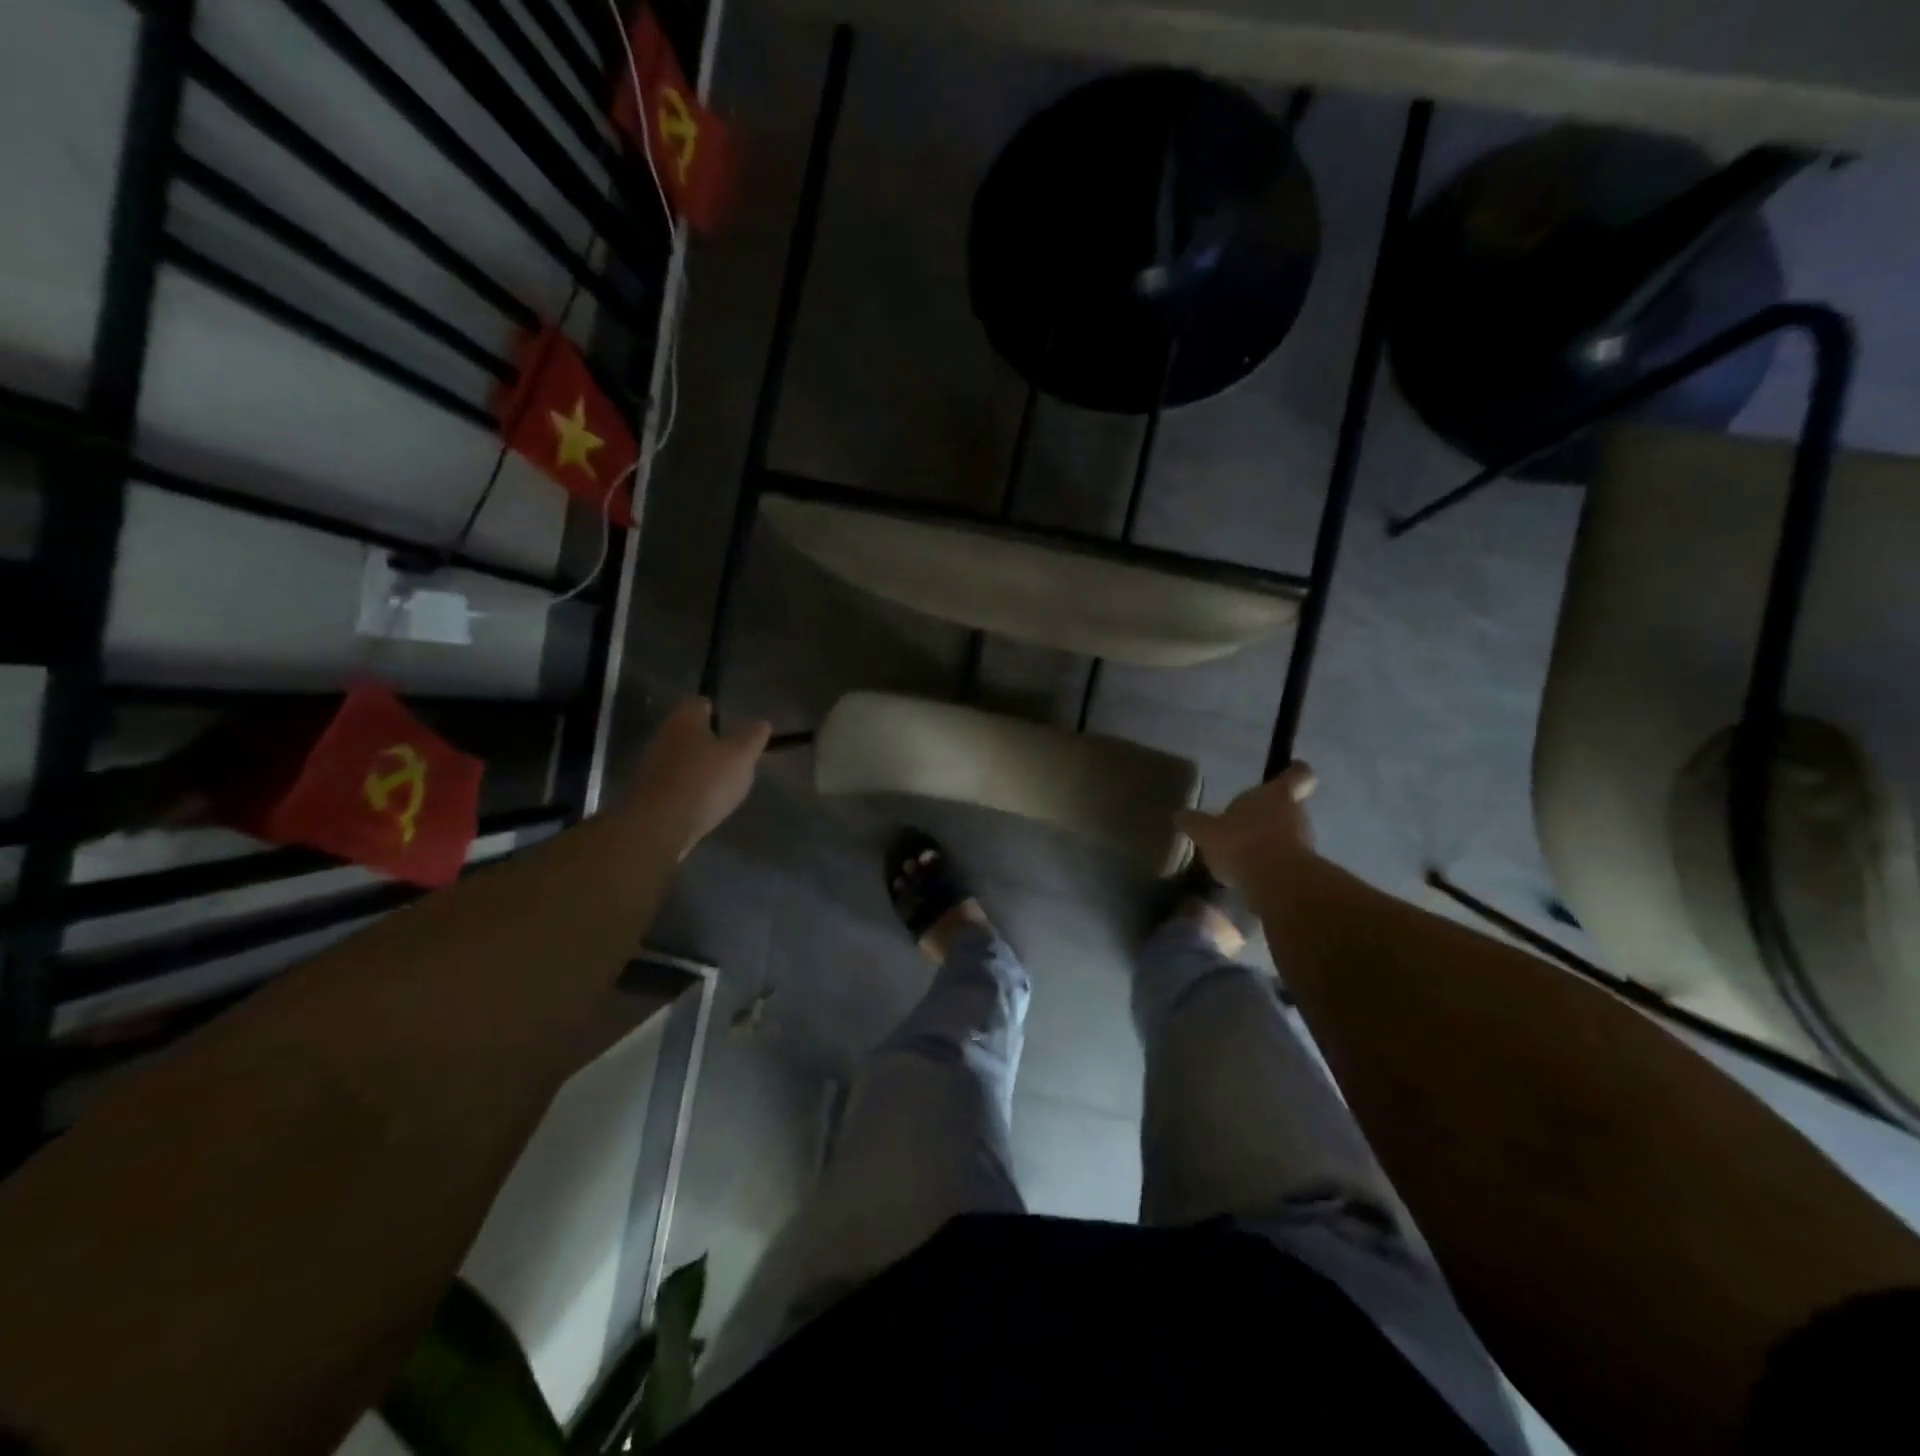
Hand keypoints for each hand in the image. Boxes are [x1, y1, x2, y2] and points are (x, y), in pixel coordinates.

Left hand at [620, 697, 770, 857]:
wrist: (659, 826)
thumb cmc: (704, 781)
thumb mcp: (741, 757)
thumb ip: (752, 738)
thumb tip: (762, 723)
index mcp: (684, 720)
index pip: (698, 701)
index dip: (714, 708)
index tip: (730, 722)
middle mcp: (662, 736)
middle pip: (687, 730)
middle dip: (706, 740)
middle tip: (730, 753)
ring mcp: (651, 765)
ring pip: (679, 757)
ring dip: (697, 766)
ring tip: (721, 781)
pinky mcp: (648, 792)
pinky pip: (673, 783)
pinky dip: (688, 788)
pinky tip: (704, 802)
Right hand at [1175, 762, 1317, 887]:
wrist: (1277, 885)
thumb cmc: (1242, 842)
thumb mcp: (1207, 832)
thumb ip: (1195, 823)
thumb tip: (1179, 815)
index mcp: (1276, 794)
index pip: (1299, 775)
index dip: (1294, 773)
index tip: (1286, 775)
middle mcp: (1296, 814)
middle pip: (1289, 807)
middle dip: (1269, 815)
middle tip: (1245, 824)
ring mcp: (1304, 843)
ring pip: (1288, 835)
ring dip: (1268, 841)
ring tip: (1242, 854)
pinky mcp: (1303, 870)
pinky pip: (1284, 861)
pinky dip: (1270, 865)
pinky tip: (1247, 875)